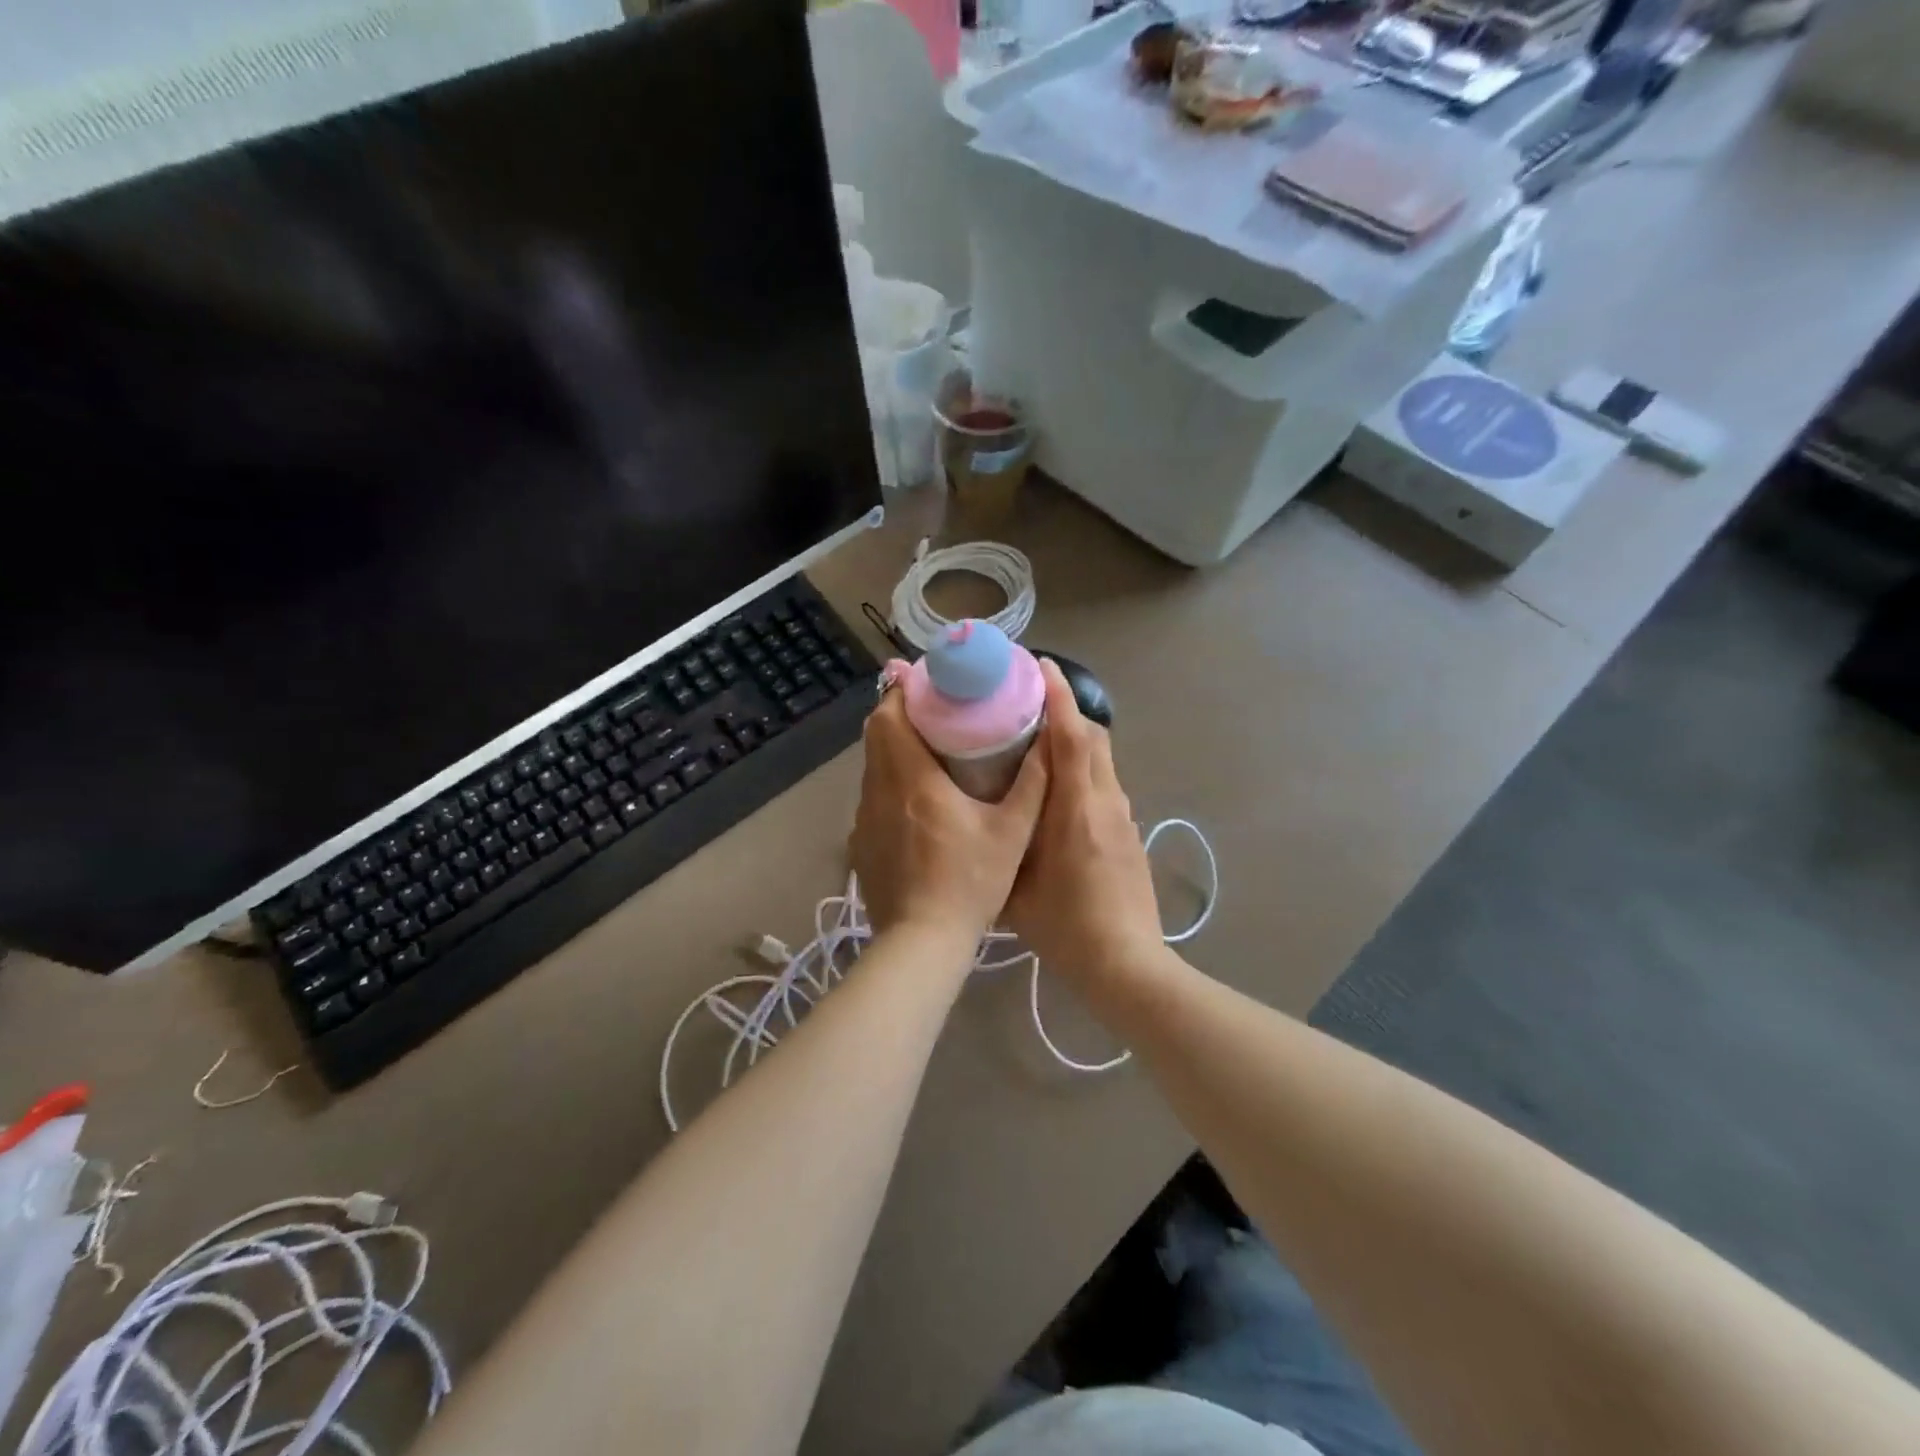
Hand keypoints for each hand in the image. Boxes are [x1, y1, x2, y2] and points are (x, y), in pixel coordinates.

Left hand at [851, 671, 1049, 952]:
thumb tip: (1049, 737)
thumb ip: (1033, 782)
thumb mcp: (1012, 832)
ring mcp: (864, 819)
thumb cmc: (971, 882)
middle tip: (932, 711)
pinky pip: (870, 798)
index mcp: (913, 779)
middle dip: (898, 714)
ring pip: (872, 767)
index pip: (890, 717)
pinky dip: (888, 785)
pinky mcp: (860, 844)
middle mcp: (879, 791)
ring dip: (892, 750)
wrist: (923, 941)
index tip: (922, 681)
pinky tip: (914, 803)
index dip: (901, 692)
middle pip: (876, 735)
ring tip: (927, 750)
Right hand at [1006, 661, 1163, 985]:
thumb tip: (983, 817)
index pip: (1073, 737)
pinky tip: (1058, 794)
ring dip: (1075, 742)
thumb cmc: (1065, 926)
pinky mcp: (1129, 834)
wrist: (1126, 964)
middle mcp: (1106, 802)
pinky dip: (1084, 771)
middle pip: (1094, 738)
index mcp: (1077, 809)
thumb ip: (1003, 844)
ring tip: (1038, 745)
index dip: (1059, 697)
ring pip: (1102, 761)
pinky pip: (1105, 785)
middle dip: (1066, 712)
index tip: (1041, 667)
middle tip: (1029, 705)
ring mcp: (1123, 817)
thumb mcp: (1016, 886)